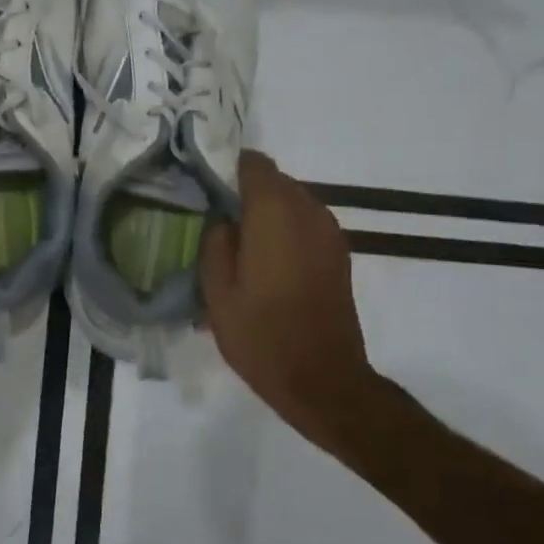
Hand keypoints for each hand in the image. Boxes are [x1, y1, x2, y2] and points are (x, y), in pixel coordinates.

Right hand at [200, 151, 379, 444]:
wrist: (323, 380)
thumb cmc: (262, 336)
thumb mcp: (217, 292)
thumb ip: (215, 242)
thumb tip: (222, 218)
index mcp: (274, 213)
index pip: (253, 163)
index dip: (226, 167)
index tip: (204, 186)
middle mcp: (308, 211)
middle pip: (274, 180)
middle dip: (245, 191)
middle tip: (215, 218)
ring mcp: (329, 233)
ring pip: (292, 201)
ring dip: (266, 212)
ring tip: (239, 243)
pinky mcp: (339, 254)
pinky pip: (306, 223)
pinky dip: (285, 229)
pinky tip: (265, 261)